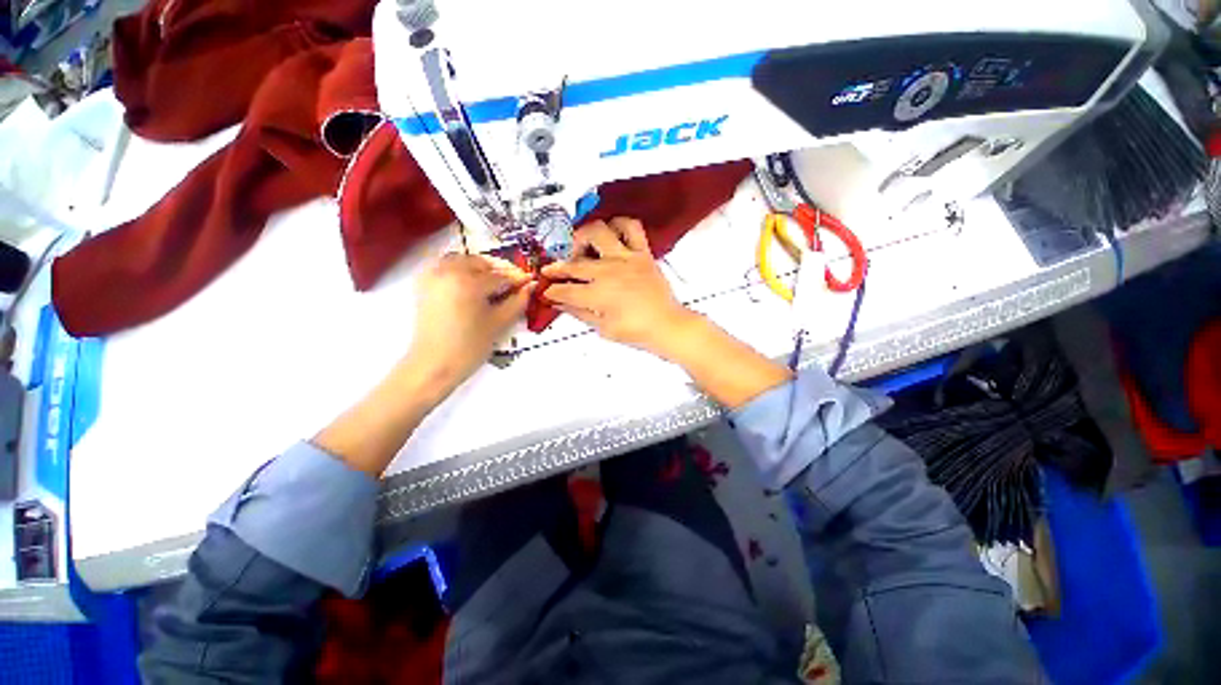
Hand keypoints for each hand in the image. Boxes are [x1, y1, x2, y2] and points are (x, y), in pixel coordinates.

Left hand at [406, 253, 531, 391]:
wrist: (434, 365)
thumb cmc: (470, 347)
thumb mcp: (499, 323)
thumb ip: (518, 301)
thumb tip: (531, 286)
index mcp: (468, 282)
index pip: (500, 275)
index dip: (518, 278)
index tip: (531, 281)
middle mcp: (448, 271)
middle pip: (480, 263)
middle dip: (499, 270)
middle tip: (515, 283)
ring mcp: (433, 276)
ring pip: (462, 261)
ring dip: (480, 267)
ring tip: (495, 283)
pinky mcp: (424, 285)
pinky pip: (446, 267)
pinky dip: (461, 269)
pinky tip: (472, 283)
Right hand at [541, 218, 694, 357]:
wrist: (666, 325)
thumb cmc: (636, 331)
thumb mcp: (603, 328)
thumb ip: (579, 313)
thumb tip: (559, 304)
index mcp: (598, 295)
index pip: (565, 290)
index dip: (551, 291)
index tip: (546, 291)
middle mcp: (609, 271)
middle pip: (575, 263)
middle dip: (556, 267)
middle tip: (552, 270)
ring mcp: (626, 258)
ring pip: (597, 231)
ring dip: (583, 236)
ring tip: (580, 247)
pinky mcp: (642, 252)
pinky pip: (631, 227)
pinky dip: (619, 224)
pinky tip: (611, 232)